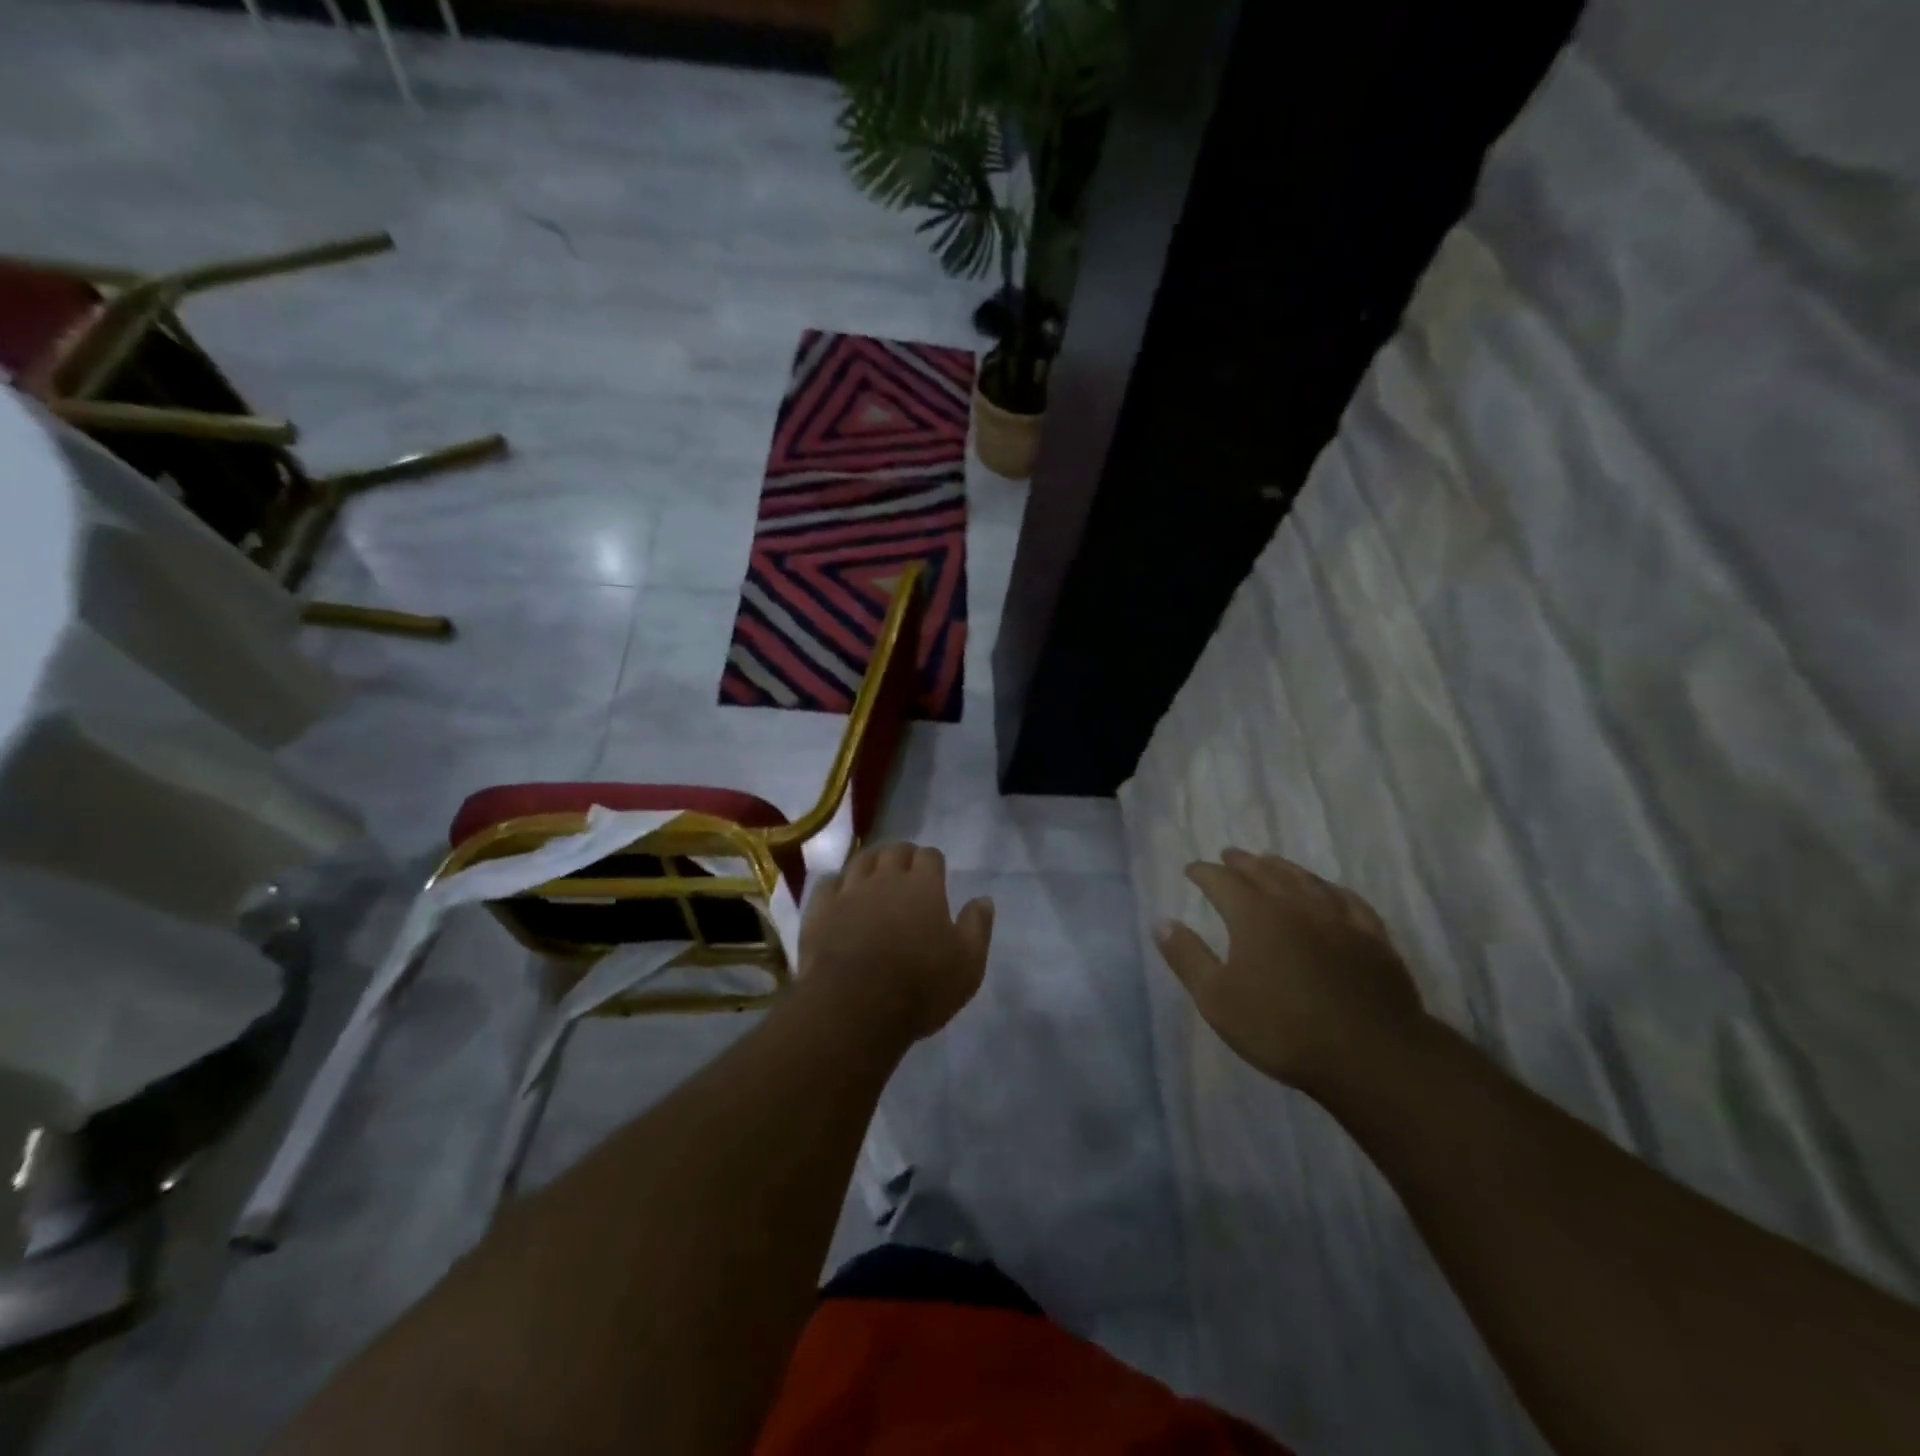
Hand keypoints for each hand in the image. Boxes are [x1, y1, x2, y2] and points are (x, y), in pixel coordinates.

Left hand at [798, 842, 993, 1041]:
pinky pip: (828, 883)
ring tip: (874, 874)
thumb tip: (983, 899)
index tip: (936, 874)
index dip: (933, 861)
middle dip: (903, 855)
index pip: (930, 856)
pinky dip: (837, 884)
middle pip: (894, 851)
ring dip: (871, 863)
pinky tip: (840, 895)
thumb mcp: (967, 965)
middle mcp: (885, 878)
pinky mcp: (819, 911)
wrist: (853, 1008)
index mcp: (923, 886)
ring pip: (860, 861)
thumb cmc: (919, 988)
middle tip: (906, 871)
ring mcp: (849, 892)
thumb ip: (977, 927)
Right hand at [1155, 849, 1426, 1093]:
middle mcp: (1294, 904)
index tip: (1192, 870)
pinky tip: (1328, 891)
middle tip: (1228, 855)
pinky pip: (1347, 900)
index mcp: (1254, 915)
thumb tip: (1161, 922)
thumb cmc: (1282, 1029)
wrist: (1370, 1055)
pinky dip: (1330, 888)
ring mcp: (1338, 918)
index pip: (1221, 881)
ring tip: (1270, 861)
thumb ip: (1187, 957)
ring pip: (1305, 879)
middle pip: (1264, 871)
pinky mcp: (1372, 937)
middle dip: (1241, 862)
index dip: (1204, 872)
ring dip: (1282, 867)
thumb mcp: (1216, 999)